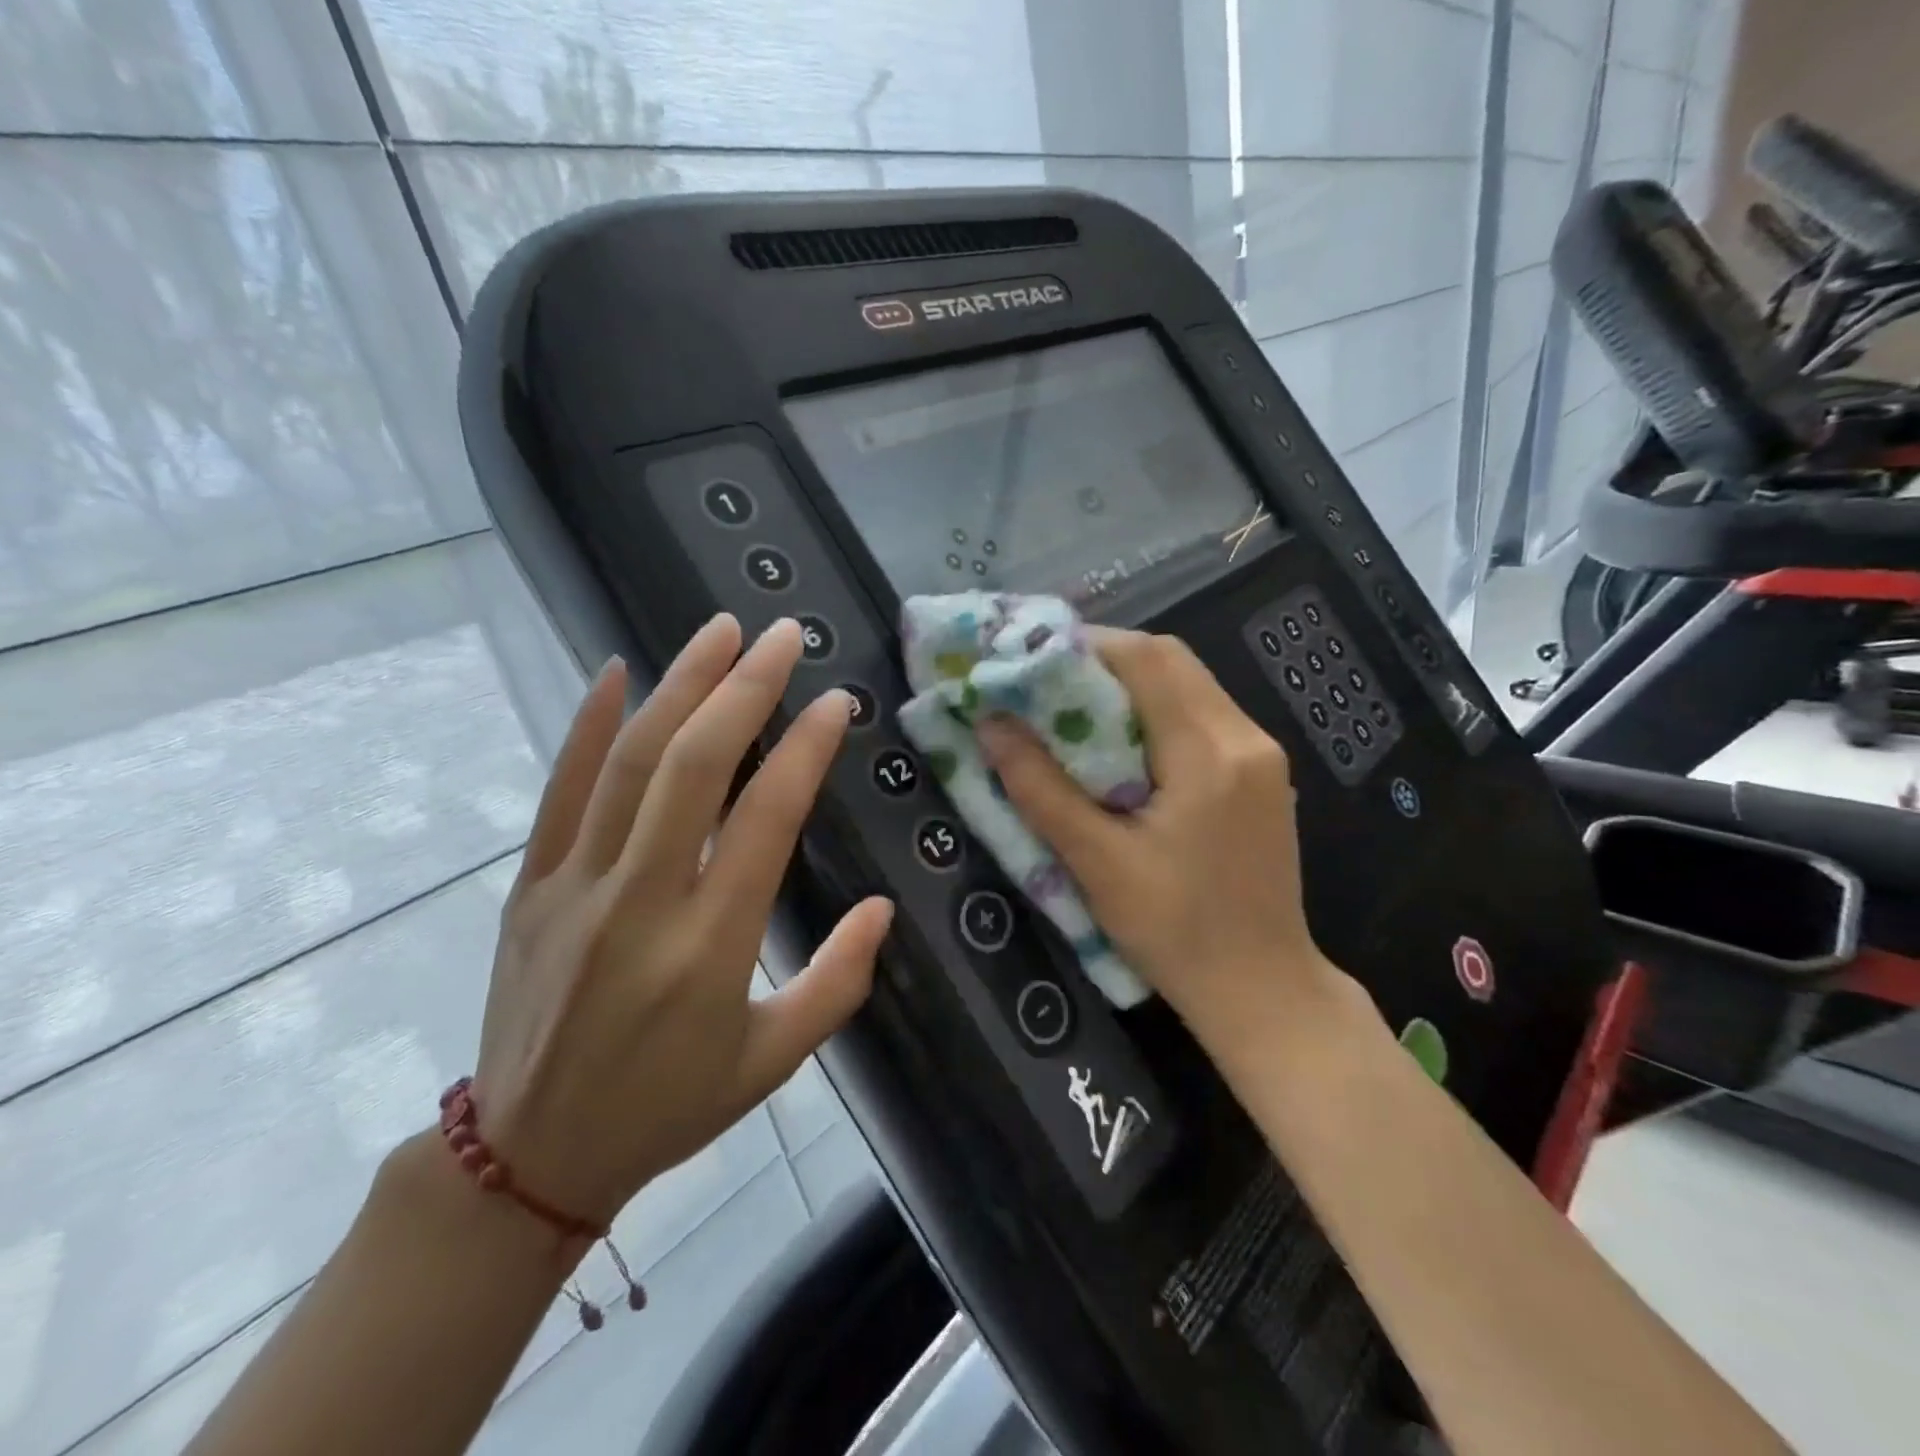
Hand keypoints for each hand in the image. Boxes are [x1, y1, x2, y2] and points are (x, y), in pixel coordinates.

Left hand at [472, 615, 892, 1228]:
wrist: (529, 1159)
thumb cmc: (669, 1108)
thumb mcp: (774, 1062)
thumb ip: (837, 982)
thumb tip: (880, 908)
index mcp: (710, 947)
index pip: (766, 820)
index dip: (805, 750)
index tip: (836, 702)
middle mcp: (641, 902)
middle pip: (694, 767)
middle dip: (745, 689)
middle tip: (783, 635)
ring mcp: (575, 887)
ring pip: (630, 762)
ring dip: (679, 685)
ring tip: (720, 632)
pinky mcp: (530, 886)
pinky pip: (560, 791)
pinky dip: (589, 725)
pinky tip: (615, 671)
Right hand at [978, 628, 1354, 1051]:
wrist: (1263, 990)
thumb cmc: (1176, 934)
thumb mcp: (1097, 864)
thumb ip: (1041, 789)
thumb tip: (991, 725)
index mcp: (1209, 754)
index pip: (1149, 660)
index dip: (1087, 645)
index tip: (1032, 659)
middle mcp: (1245, 738)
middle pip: (1172, 661)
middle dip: (1105, 659)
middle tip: (1046, 682)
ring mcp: (1262, 755)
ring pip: (1189, 685)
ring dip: (1130, 684)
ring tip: (1073, 708)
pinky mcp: (1262, 776)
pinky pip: (1203, 716)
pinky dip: (1156, 711)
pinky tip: (1121, 743)